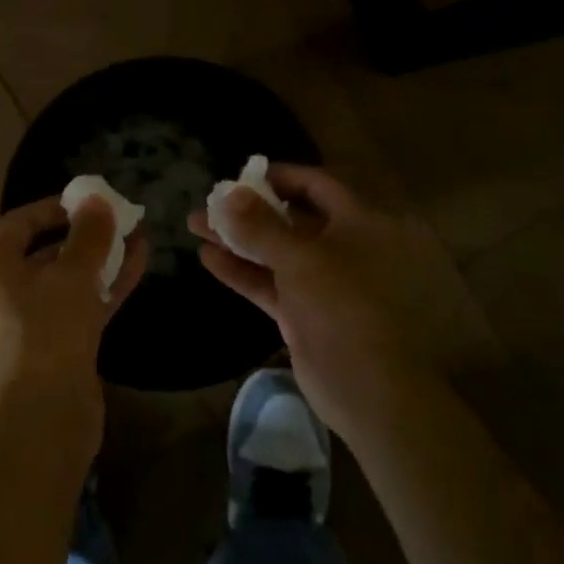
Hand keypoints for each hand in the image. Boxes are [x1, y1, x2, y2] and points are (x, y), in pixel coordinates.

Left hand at [0, 195, 147, 462]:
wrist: (47, 417)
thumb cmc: (49, 333)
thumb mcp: (71, 275)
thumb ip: (88, 235)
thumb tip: (97, 200)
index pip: (20, 222)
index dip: (54, 207)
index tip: (89, 199)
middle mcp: (9, 291)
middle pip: (47, 249)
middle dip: (85, 231)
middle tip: (119, 216)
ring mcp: (36, 319)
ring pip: (71, 276)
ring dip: (102, 256)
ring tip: (138, 234)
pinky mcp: (61, 342)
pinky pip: (84, 301)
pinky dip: (108, 282)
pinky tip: (139, 262)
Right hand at [188, 165, 447, 440]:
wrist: (368, 388)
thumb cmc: (343, 306)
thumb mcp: (300, 257)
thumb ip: (260, 225)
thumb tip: (228, 194)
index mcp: (363, 224)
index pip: (318, 185)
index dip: (279, 177)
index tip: (240, 175)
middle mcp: (346, 248)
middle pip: (292, 219)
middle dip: (248, 210)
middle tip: (208, 203)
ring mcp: (325, 283)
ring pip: (277, 252)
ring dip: (238, 239)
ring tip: (195, 226)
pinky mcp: (306, 313)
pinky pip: (271, 283)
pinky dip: (242, 271)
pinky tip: (207, 259)